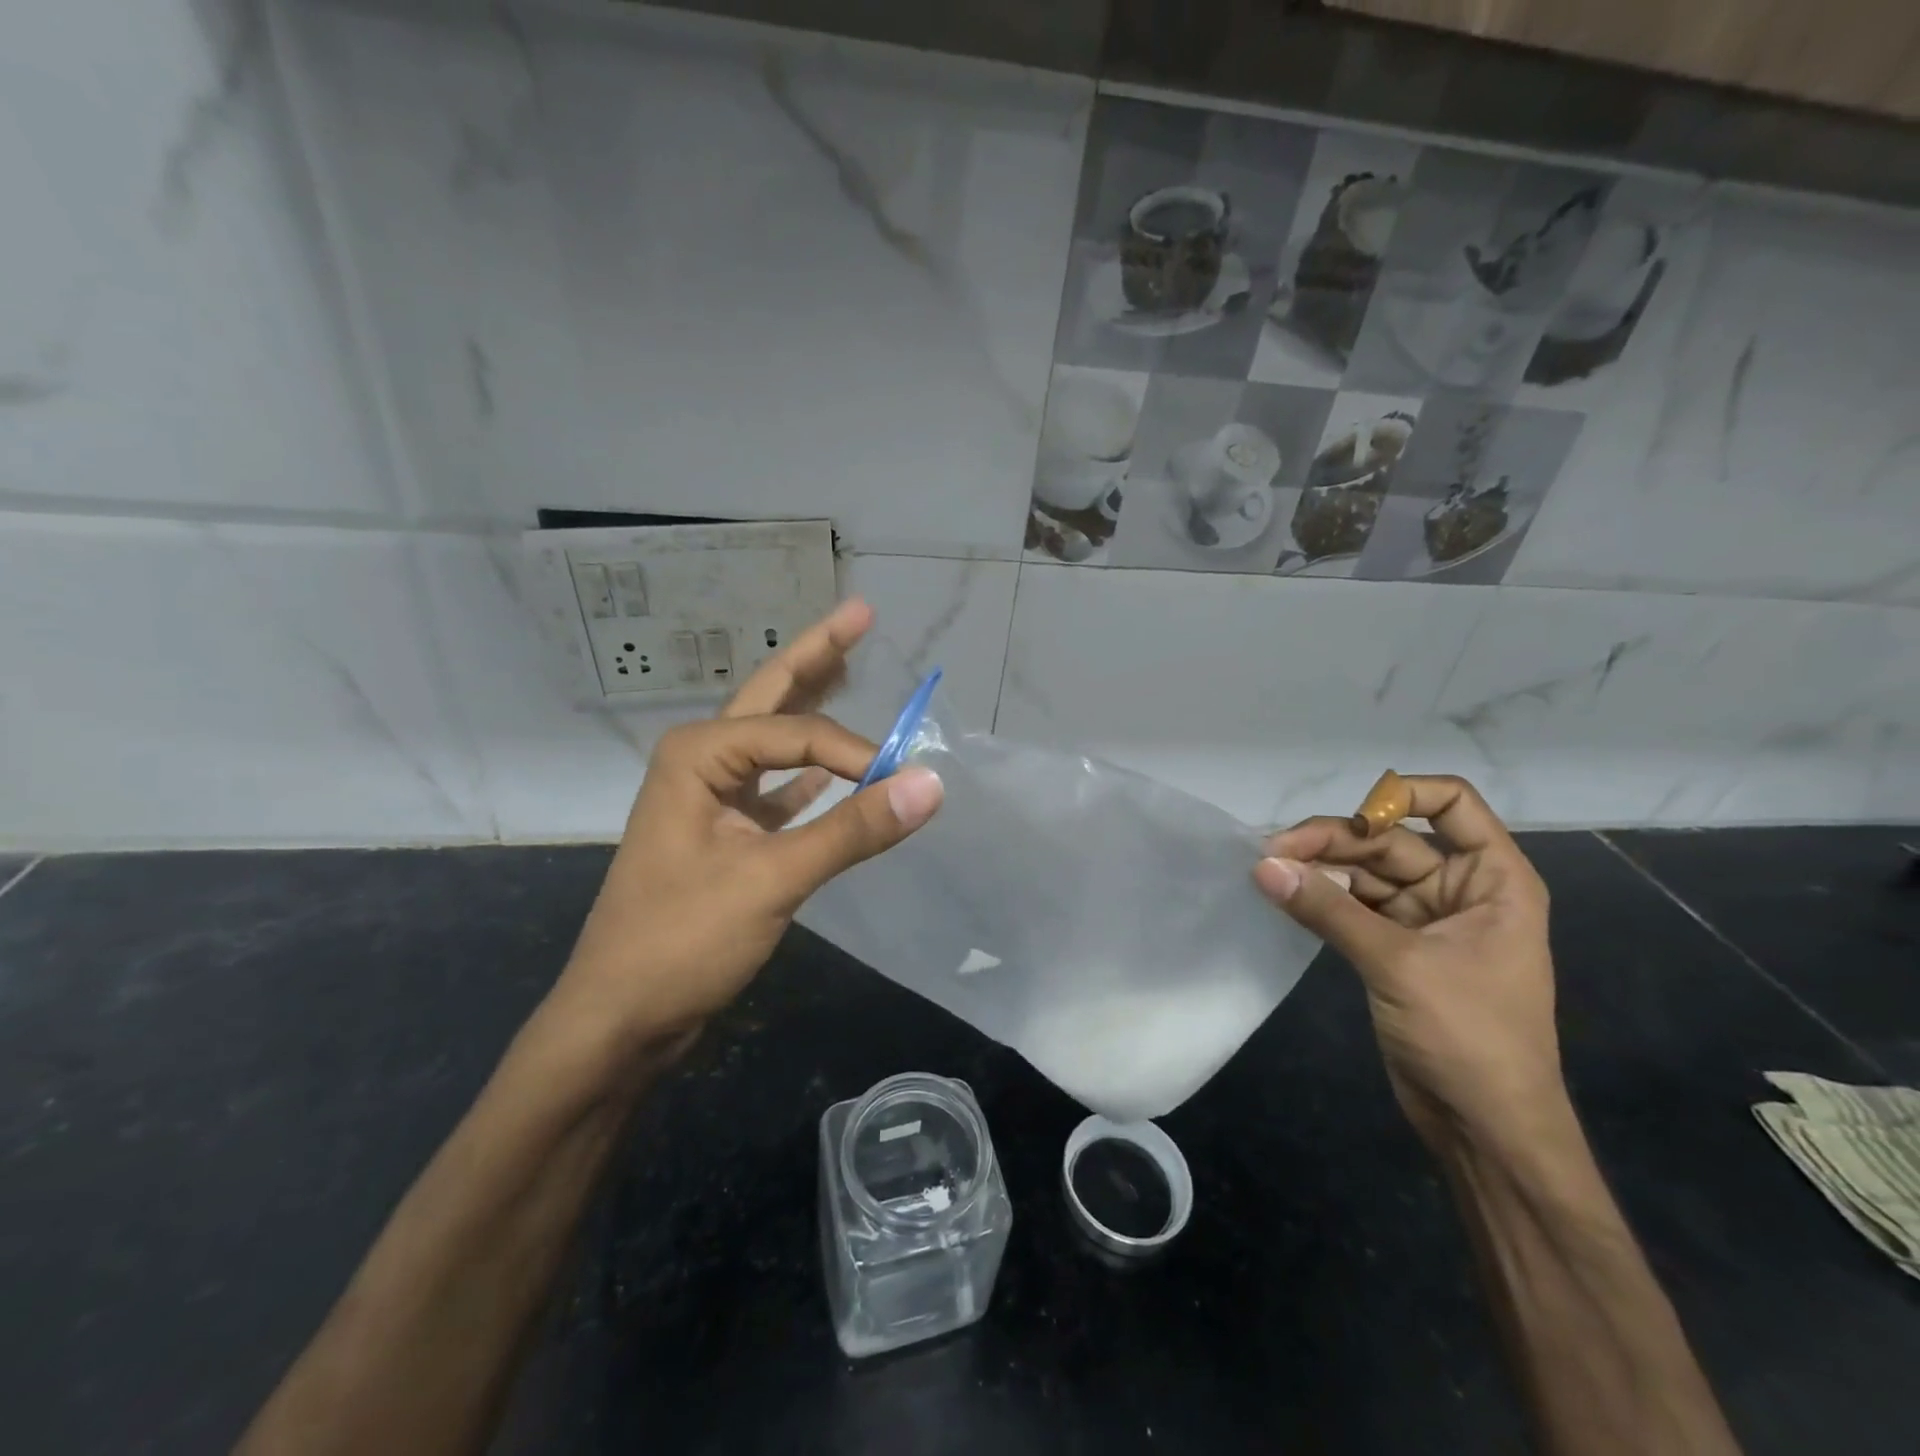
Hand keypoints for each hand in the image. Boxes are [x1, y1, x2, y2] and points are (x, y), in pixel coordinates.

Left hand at [549, 600, 943, 1060]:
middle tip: (862, 613)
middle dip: (818, 655)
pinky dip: (811, 775)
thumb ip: (852, 830)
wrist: (620, 1018)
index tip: (898, 787)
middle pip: (772, 696)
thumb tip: (931, 784)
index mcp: (699, 754)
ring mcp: (712, 797)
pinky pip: (779, 789)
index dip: (856, 753)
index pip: (799, 734)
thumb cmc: (681, 941)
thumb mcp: (771, 880)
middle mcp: (702, 760)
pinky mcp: (727, 834)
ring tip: (849, 664)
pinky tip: (837, 768)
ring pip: (774, 739)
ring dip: (813, 706)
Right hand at [1254, 773, 1562, 1154]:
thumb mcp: (1399, 965)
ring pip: (1364, 873)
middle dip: (1334, 841)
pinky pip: (1352, 908)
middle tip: (1274, 851)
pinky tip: (1284, 896)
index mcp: (1492, 880)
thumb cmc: (1469, 1038)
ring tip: (1268, 871)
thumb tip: (1262, 865)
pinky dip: (1320, 900)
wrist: (1486, 1130)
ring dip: (1320, 870)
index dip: (1401, 795)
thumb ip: (1328, 910)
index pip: (1453, 805)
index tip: (1349, 814)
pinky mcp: (1394, 950)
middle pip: (1390, 840)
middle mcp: (1460, 890)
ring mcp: (1425, 921)